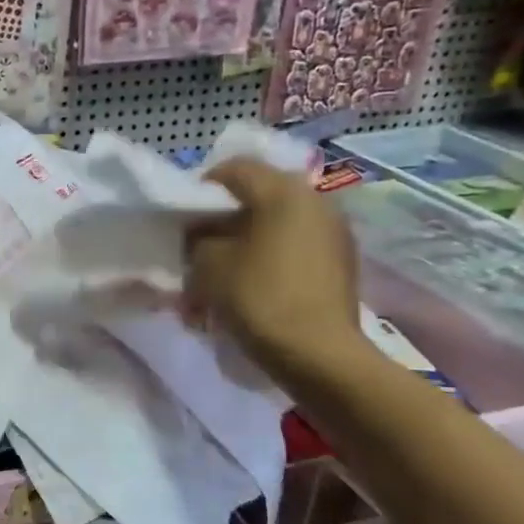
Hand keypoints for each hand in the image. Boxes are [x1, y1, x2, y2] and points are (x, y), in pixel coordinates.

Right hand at [187, 158, 362, 382]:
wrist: (318, 354)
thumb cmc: (259, 298)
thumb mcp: (209, 264)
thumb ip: (199, 238)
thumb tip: (204, 234)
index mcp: (283, 191)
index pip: (234, 169)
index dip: (201, 189)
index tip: (183, 218)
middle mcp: (315, 200)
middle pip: (257, 197)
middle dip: (224, 221)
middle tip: (199, 248)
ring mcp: (333, 232)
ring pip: (275, 225)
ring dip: (246, 243)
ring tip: (223, 275)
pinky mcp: (340, 262)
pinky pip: (294, 248)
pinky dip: (269, 259)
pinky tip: (251, 287)